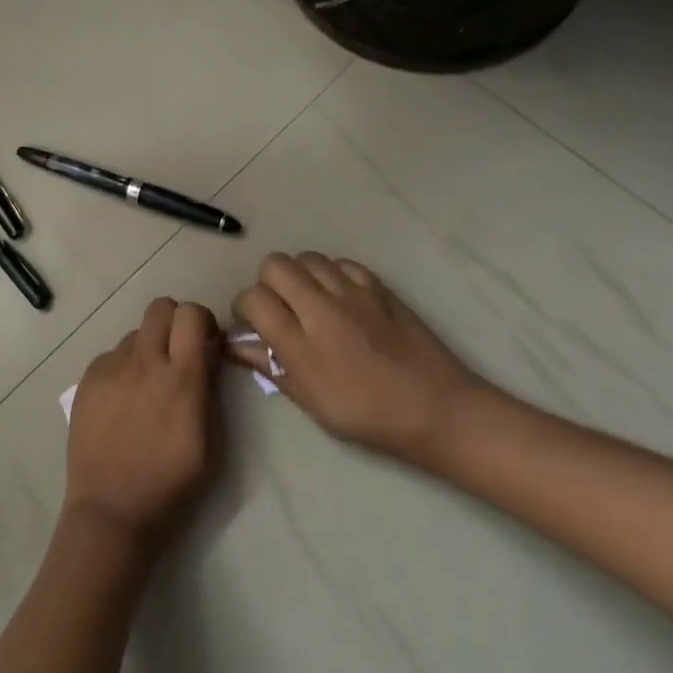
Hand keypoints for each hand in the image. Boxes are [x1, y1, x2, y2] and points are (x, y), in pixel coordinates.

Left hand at [64, 298, 219, 549]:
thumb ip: (209, 386)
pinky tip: (122, 402)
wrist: (111, 511)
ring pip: (136, 333)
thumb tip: (209, 350)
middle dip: (175, 322)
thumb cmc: (171, 485)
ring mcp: (111, 368)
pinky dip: (123, 368)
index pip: (191, 314)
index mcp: (180, 378)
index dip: (202, 320)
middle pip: (160, 307)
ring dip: (148, 348)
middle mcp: (144, 362)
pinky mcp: (88, 379)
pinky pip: (112, 356)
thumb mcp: (211, 443)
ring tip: (147, 386)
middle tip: (178, 352)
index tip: (206, 342)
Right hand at [231, 253, 488, 467]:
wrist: (437, 408)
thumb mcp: (312, 402)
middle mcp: (322, 308)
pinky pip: (340, 263)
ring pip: (306, 257)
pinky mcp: (378, 286)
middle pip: (274, 265)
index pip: (253, 299)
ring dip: (298, 275)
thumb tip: (235, 344)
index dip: (244, 308)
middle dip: (267, 283)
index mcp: (302, 344)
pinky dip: (331, 274)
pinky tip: (338, 297)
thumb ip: (271, 367)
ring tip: (308, 300)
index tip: (253, 323)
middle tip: (279, 308)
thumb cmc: (369, 415)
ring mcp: (352, 292)